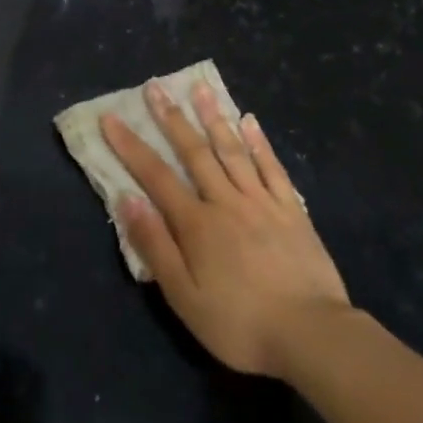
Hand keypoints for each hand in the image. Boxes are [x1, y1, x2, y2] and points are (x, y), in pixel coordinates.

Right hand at [102, 80, 350, 378]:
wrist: (312, 336)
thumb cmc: (240, 323)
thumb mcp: (184, 296)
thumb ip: (155, 245)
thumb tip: (127, 199)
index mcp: (196, 224)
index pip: (155, 176)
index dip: (130, 146)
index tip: (111, 117)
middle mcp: (226, 202)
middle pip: (194, 152)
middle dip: (171, 118)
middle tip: (155, 87)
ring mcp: (262, 202)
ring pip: (233, 150)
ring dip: (213, 117)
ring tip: (200, 88)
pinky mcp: (292, 211)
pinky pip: (272, 167)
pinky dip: (259, 142)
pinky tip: (249, 121)